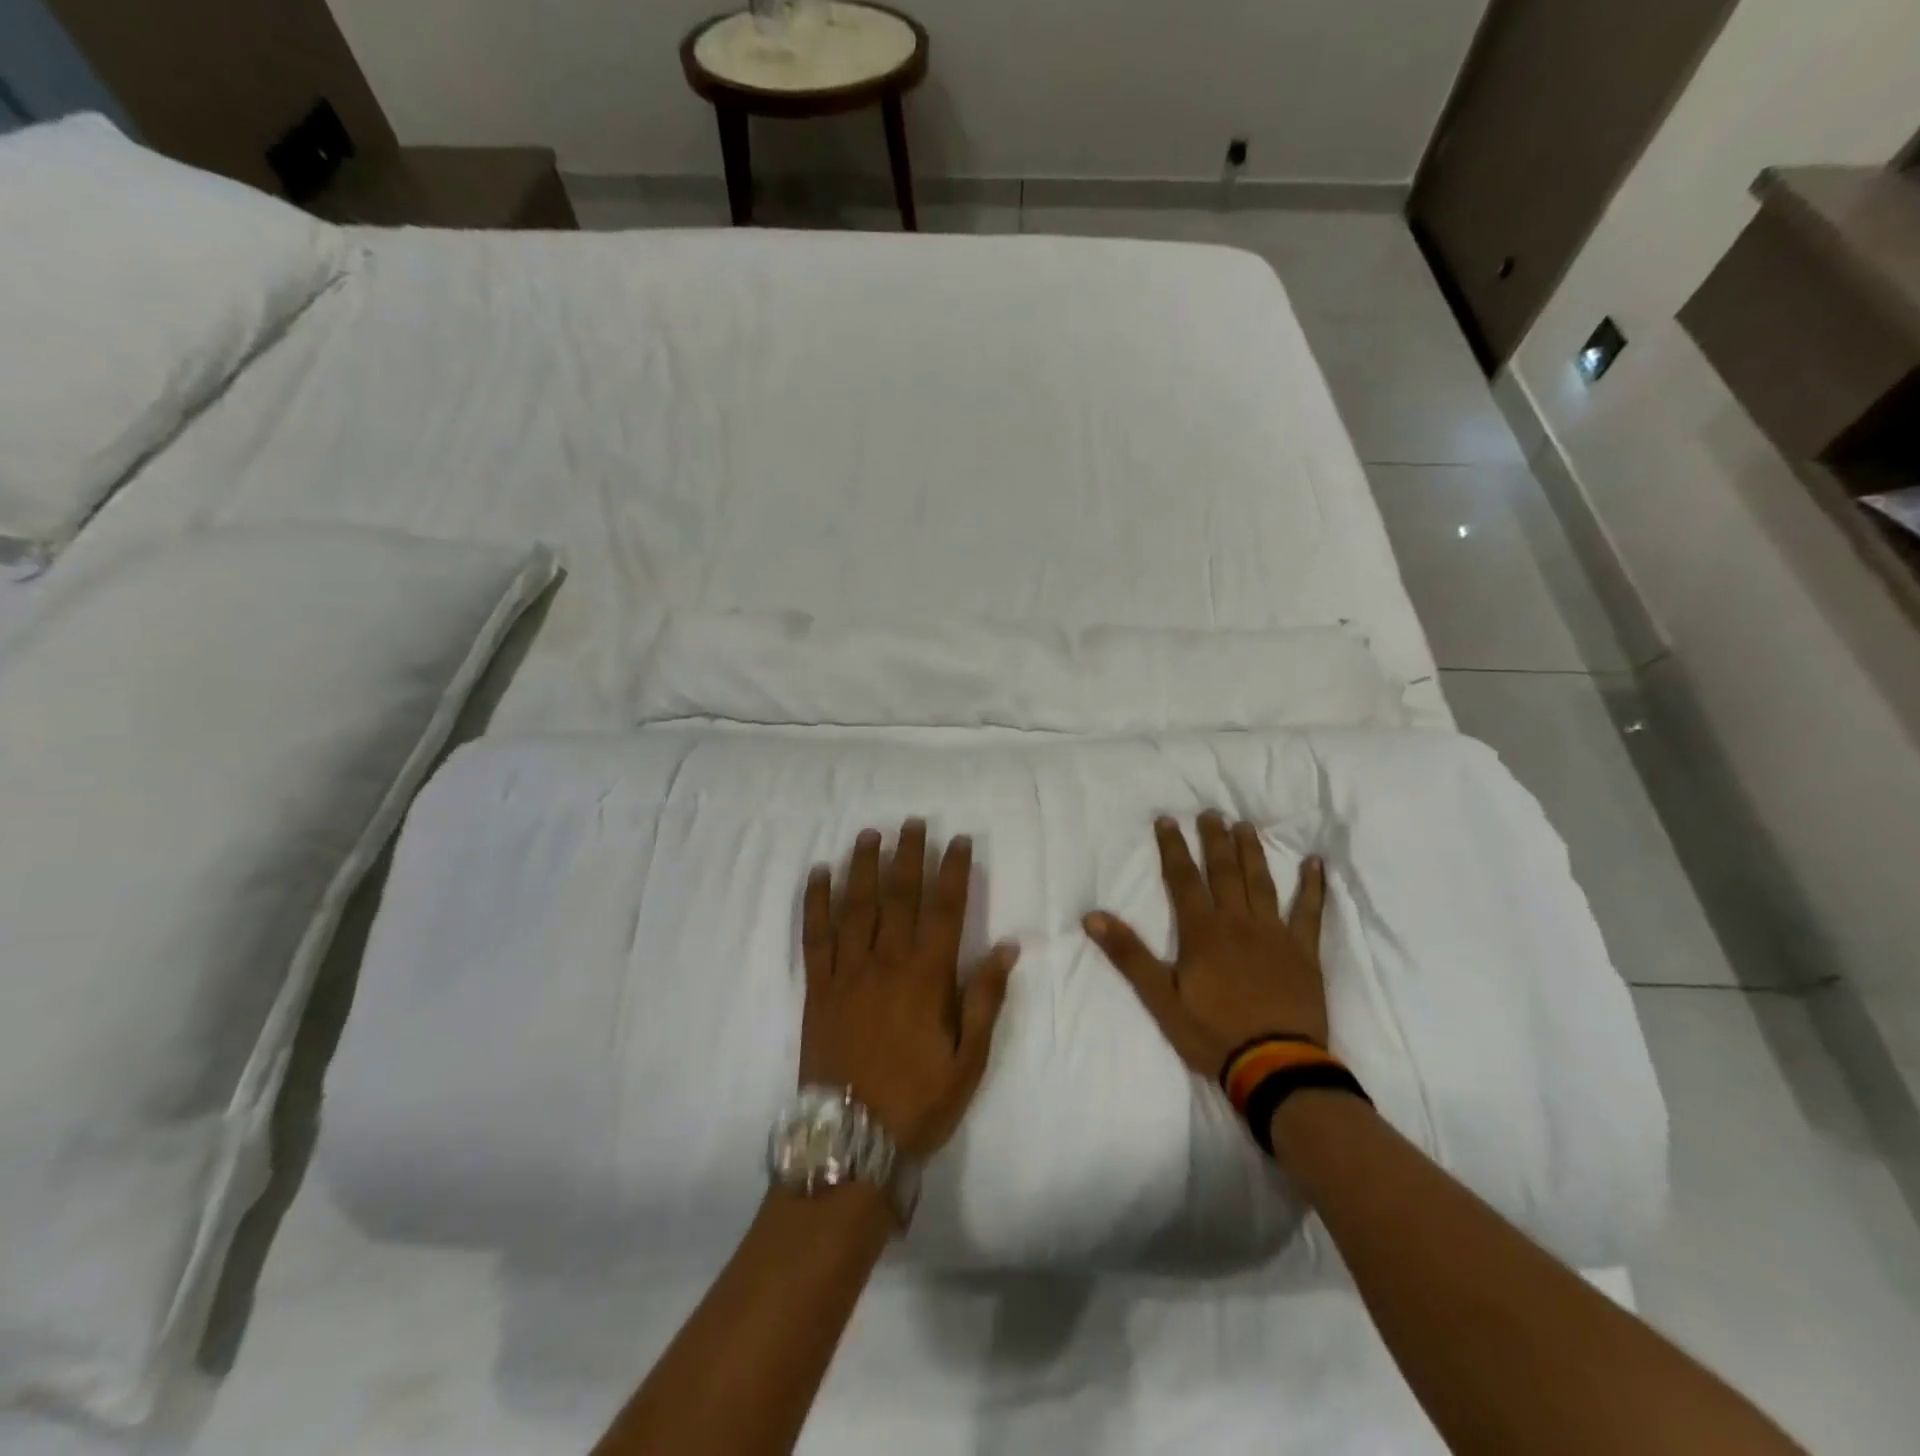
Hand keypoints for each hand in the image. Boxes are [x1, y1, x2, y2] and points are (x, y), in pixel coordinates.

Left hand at [800, 820, 1018, 1157]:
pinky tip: (818, 874)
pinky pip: (814, 936)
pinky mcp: (817, 987)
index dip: (953, 871)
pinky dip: (815, 902)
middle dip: (908, 856)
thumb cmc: (918, 1100)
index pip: (945, 910)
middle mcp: (886, 963)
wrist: (852, 1141)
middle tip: (913, 822)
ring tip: (870, 834)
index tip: (959, 841)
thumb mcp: (969, 1059)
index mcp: (927, 978)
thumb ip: (985, 999)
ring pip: (856, 907)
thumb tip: (1007, 947)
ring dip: (863, 866)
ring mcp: (847, 972)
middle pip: (899, 897)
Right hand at [1084, 813, 1327, 1079]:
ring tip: (1245, 826)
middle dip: (1214, 839)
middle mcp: (1237, 922)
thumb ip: (1129, 954)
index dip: (1173, 847)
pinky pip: (1309, 912)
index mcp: (1202, 931)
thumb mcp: (1159, 998)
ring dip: (1252, 851)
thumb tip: (1093, 917)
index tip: (1168, 820)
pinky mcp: (1303, 951)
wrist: (1275, 1066)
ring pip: (1261, 882)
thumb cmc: (1212, 1033)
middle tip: (1211, 813)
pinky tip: (1314, 863)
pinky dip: (1312, 886)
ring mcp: (1274, 934)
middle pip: (1224, 871)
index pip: (1183, 878)